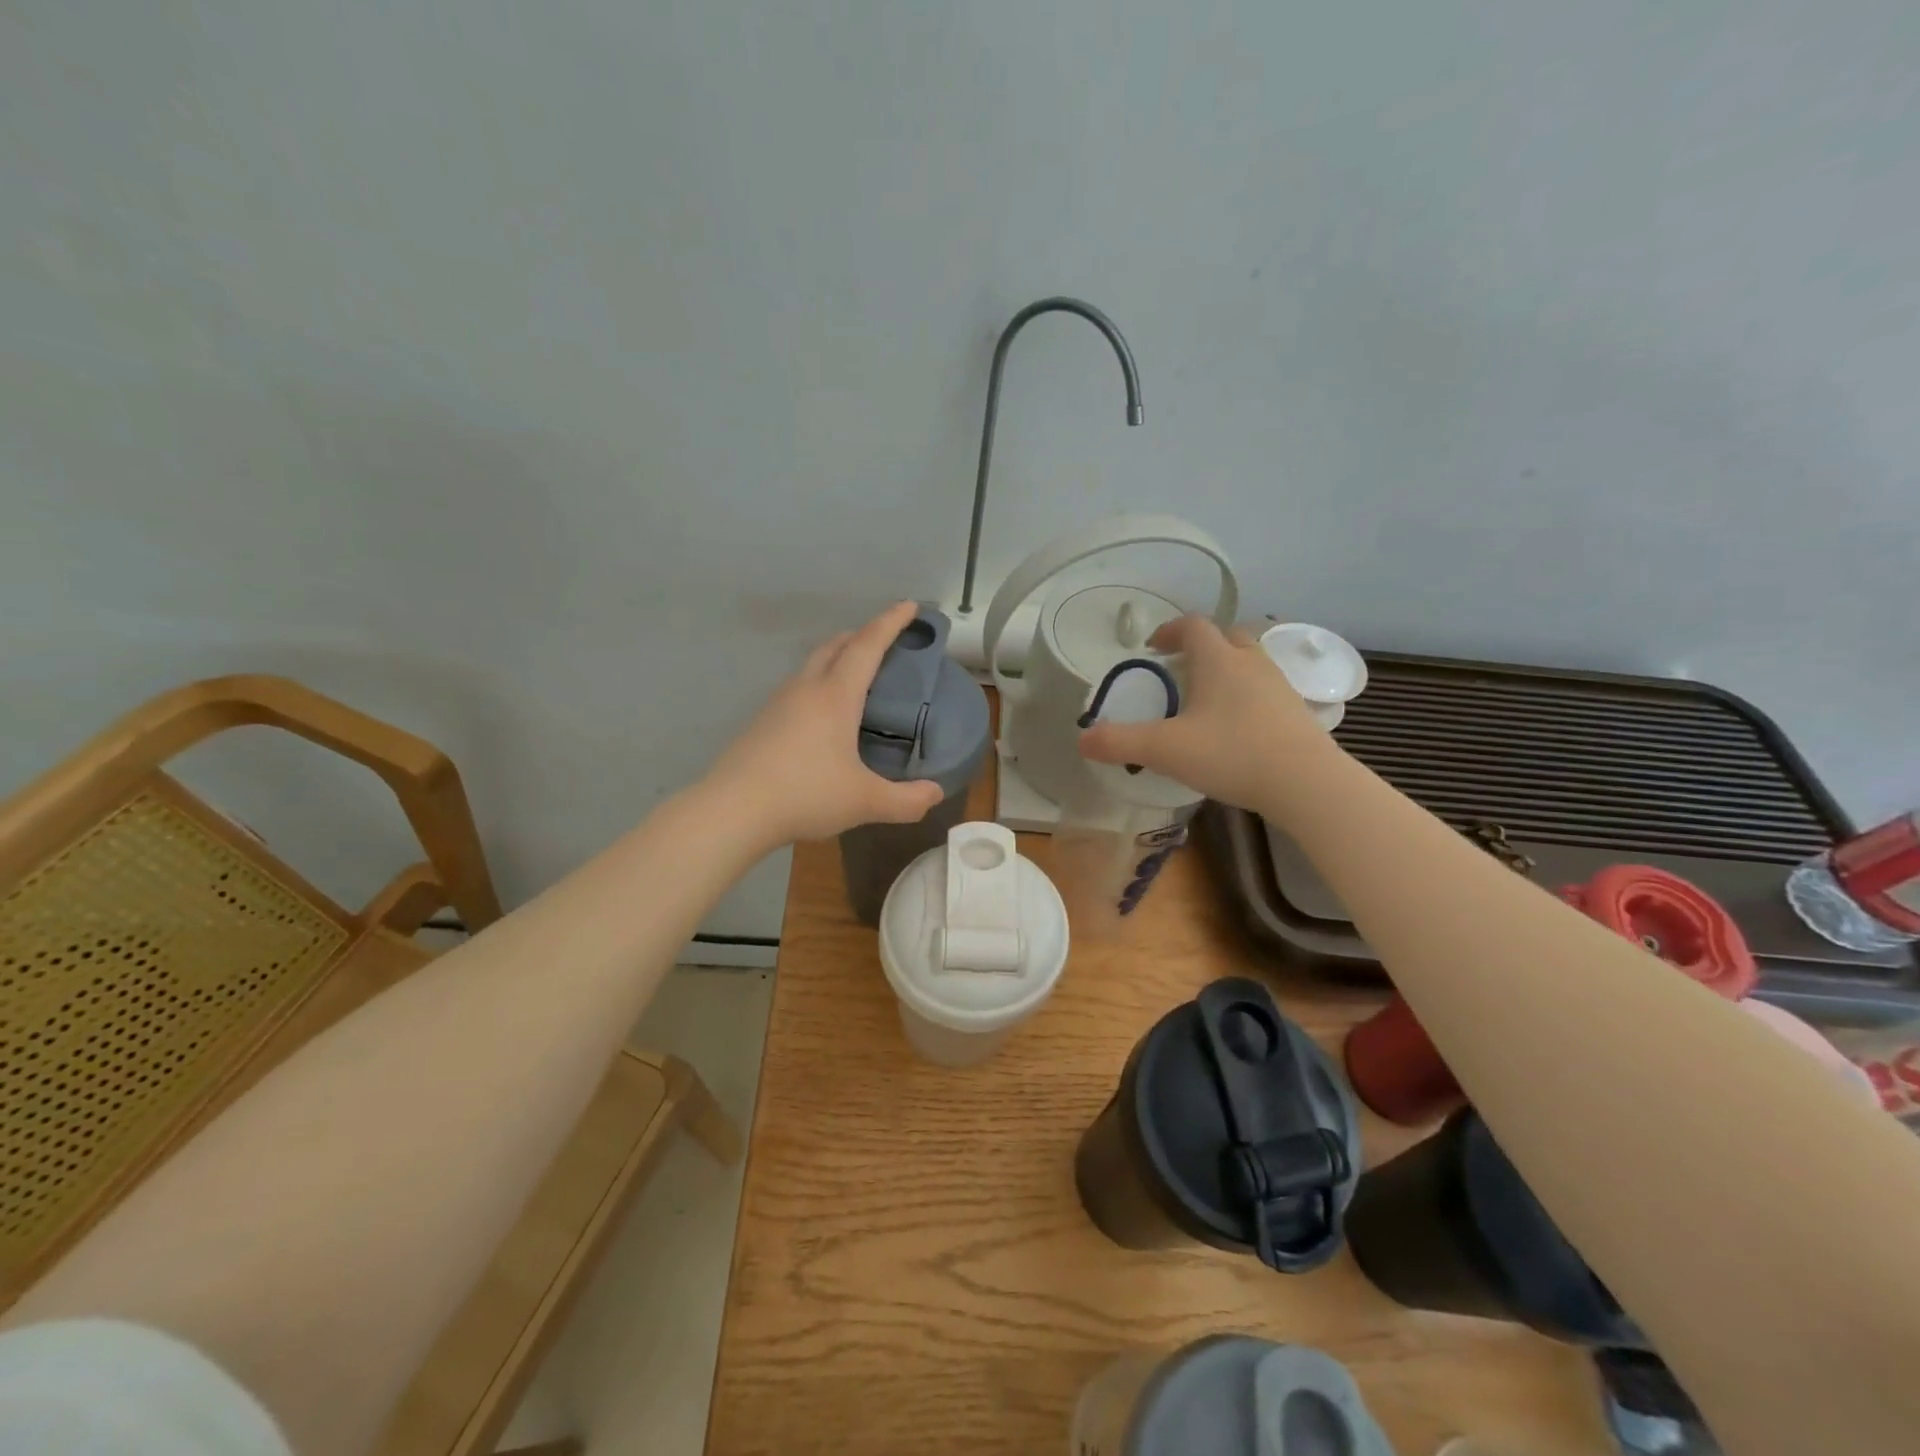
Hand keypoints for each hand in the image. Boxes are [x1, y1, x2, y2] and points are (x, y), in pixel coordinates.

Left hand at [708, 601, 947, 845]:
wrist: (732, 810)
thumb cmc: (805, 795)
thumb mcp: (865, 802)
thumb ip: (906, 800)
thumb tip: (935, 794)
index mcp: (835, 697)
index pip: (867, 646)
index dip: (890, 623)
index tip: (908, 605)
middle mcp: (806, 689)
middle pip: (835, 646)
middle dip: (862, 634)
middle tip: (883, 638)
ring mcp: (778, 704)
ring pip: (811, 665)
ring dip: (836, 657)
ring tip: (854, 673)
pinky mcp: (761, 723)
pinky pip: (797, 688)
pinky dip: (818, 683)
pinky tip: (820, 713)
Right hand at [1077, 615, 1333, 811]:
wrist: (1305, 783)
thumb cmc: (1231, 753)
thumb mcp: (1164, 750)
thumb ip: (1119, 742)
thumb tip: (1082, 740)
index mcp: (1218, 659)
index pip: (1192, 625)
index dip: (1169, 630)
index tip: (1151, 648)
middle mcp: (1251, 662)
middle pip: (1226, 636)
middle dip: (1201, 647)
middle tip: (1180, 669)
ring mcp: (1279, 685)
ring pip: (1250, 662)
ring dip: (1226, 670)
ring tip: (1206, 699)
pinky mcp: (1296, 712)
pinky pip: (1266, 690)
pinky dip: (1247, 696)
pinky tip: (1236, 728)